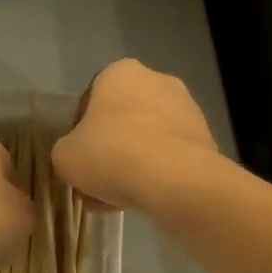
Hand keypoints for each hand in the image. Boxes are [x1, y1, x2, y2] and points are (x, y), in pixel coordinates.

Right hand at [52, 60, 221, 214]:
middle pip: (123, 118)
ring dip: (134, 164)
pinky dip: (158, 174)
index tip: (80, 156)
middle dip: (111, 148)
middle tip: (99, 181)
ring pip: (148, 139)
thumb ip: (65, 152)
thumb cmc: (112, 153)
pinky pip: (171, 156)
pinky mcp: (206, 138)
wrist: (175, 180)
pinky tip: (145, 200)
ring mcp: (186, 108)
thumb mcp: (65, 157)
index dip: (82, 131)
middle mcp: (156, 79)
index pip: (92, 99)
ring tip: (120, 199)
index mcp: (119, 72)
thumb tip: (76, 158)